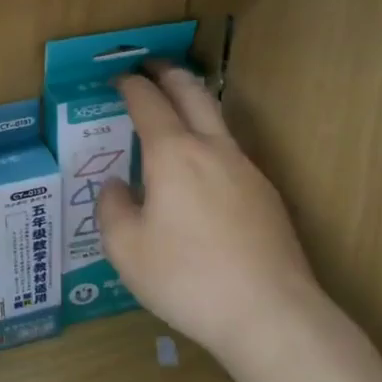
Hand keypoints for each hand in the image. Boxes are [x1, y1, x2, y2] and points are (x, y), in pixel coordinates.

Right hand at [97, 65, 318, 368]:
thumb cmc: (186, 278)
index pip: (148, 103)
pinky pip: (230, 154)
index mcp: (173, 155)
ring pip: (218, 121)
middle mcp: (213, 150)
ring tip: (175, 111)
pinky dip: (209, 143)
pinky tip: (200, 173)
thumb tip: (117, 186)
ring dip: (194, 105)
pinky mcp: (267, 196)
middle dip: (170, 75)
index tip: (118, 79)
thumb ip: (112, 208)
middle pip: (194, 94)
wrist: (270, 314)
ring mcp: (247, 171)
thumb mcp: (125, 248)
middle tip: (152, 67)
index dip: (130, 86)